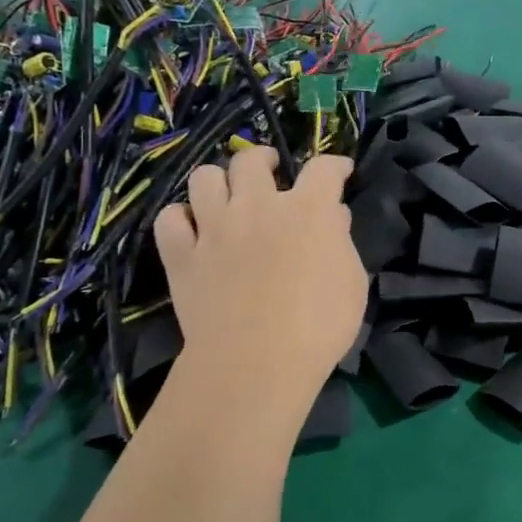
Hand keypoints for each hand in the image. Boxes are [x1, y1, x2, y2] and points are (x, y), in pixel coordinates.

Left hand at [154, 148, 366, 399]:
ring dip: (218, 181)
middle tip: (270, 171)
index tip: (340, 171)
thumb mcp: (351, 284)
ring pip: (204, 177)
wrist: (256, 363)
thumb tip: (333, 217)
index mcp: (308, 210)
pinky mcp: (182, 255)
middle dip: (263, 159)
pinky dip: (181, 218)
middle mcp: (258, 205)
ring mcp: (214, 227)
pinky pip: (170, 219)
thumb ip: (342, 243)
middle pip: (251, 160)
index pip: (323, 168)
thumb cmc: (319, 326)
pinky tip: (193, 229)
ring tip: (226, 195)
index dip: (335, 164)